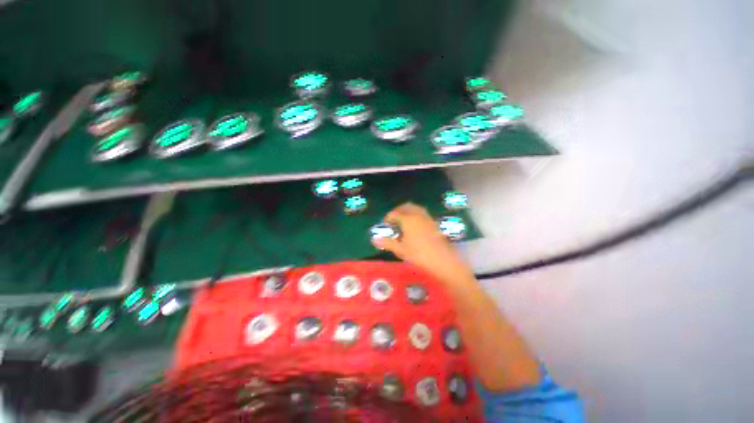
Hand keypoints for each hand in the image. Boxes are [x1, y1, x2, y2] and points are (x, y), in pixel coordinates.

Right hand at [372, 203, 474, 285]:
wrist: (443, 261)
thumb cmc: (419, 255)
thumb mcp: (401, 250)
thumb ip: (387, 243)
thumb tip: (374, 240)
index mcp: (408, 219)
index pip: (395, 213)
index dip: (388, 217)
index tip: (385, 223)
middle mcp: (418, 215)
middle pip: (406, 207)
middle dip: (398, 210)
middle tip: (394, 219)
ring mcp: (428, 218)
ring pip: (416, 209)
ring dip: (408, 211)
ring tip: (404, 221)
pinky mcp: (434, 223)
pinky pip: (423, 214)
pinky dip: (416, 215)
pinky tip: (415, 226)